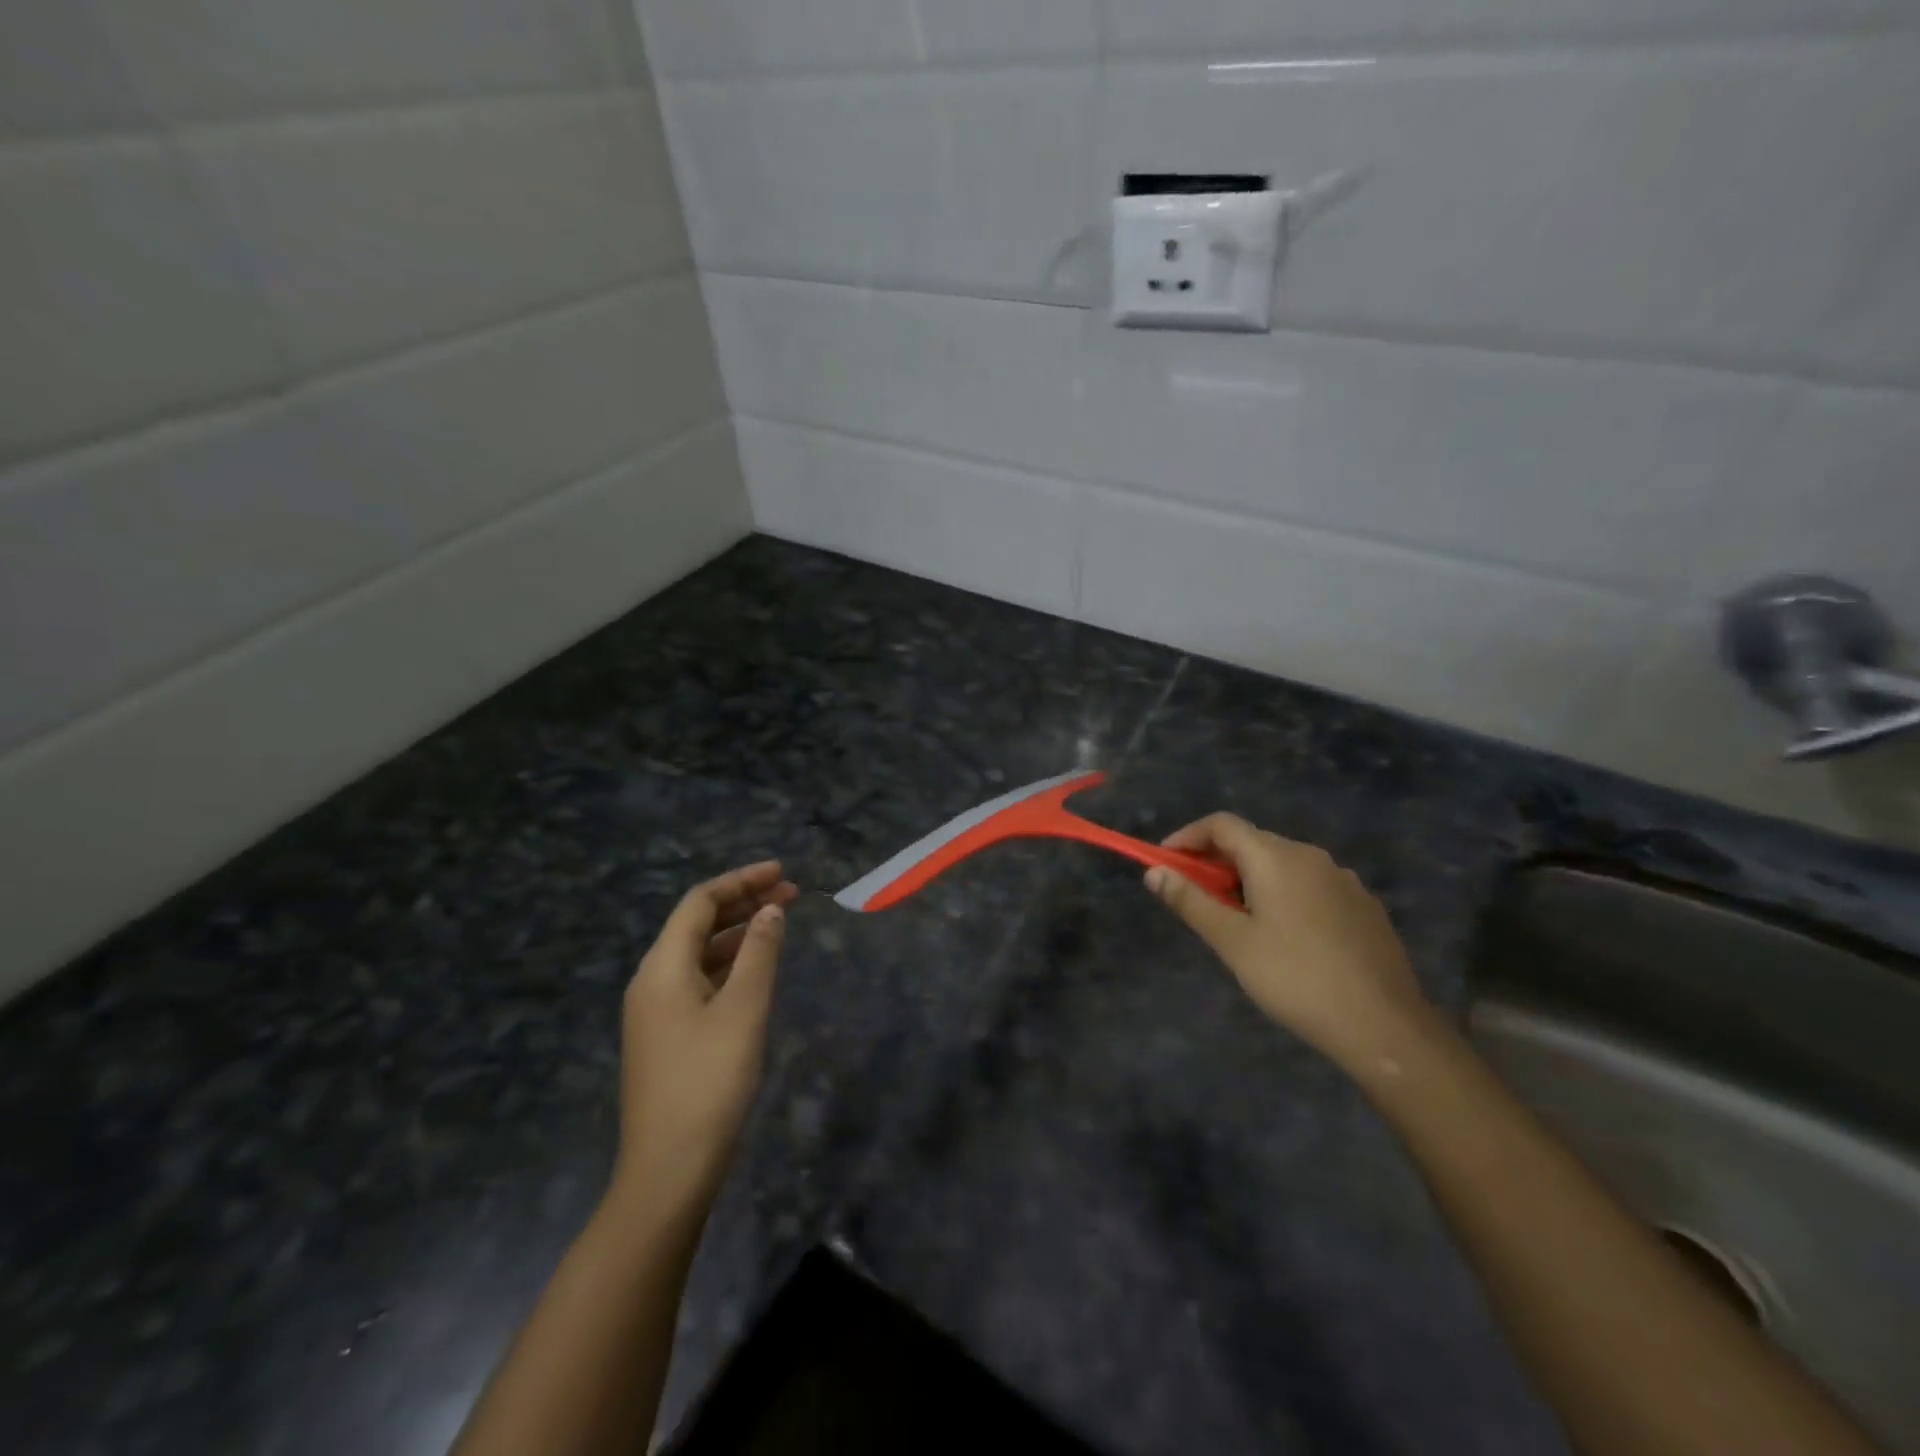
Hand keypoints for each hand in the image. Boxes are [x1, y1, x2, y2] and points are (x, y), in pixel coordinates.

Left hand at [610, 861, 798, 1217]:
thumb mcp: (744, 1010)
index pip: (700, 902)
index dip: (741, 880)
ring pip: (699, 953)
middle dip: (743, 903)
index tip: (782, 873)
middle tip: (791, 894)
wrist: (668, 1170)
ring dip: (738, 933)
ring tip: (780, 924)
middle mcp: (652, 981)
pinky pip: (698, 980)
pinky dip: (729, 964)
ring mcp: (655, 1011)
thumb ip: (760, 953)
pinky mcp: (666, 1036)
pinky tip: (756, 971)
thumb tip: (771, 910)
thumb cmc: (709, 1082)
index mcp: (662, 967)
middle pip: (697, 924)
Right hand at [1144, 815, 1434, 1071]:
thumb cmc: (1296, 979)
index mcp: (1276, 857)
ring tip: (1237, 922)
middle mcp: (1311, 856)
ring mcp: (1343, 879)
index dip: (1187, 837)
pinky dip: (1282, 894)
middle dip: (1216, 863)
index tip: (1165, 863)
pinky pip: (1310, 885)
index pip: (1222, 824)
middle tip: (1196, 899)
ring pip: (1282, 865)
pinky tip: (1284, 937)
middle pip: (1252, 842)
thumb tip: (1154, 872)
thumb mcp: (1233, 942)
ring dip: (1249, 880)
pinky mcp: (1363, 905)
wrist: (1385, 1026)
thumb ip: (1191, 902)